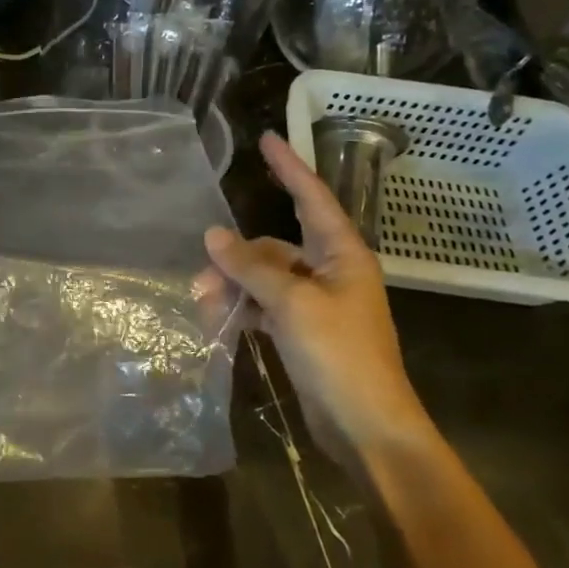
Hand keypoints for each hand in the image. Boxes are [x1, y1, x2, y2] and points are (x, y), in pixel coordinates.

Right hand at [204, 131, 435, 467]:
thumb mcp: (292, 305)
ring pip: (264, 279)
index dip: (289, 167)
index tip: (266, 139)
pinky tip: (220, 322)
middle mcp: (330, 272)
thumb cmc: (339, 356)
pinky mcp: (303, 331)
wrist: (366, 427)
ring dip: (234, 288)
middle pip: (274, 247)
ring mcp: (316, 304)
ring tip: (205, 307)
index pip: (312, 198)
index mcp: (342, 255)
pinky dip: (243, 310)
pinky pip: (265, 306)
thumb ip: (251, 267)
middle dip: (236, 258)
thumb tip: (213, 235)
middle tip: (201, 278)